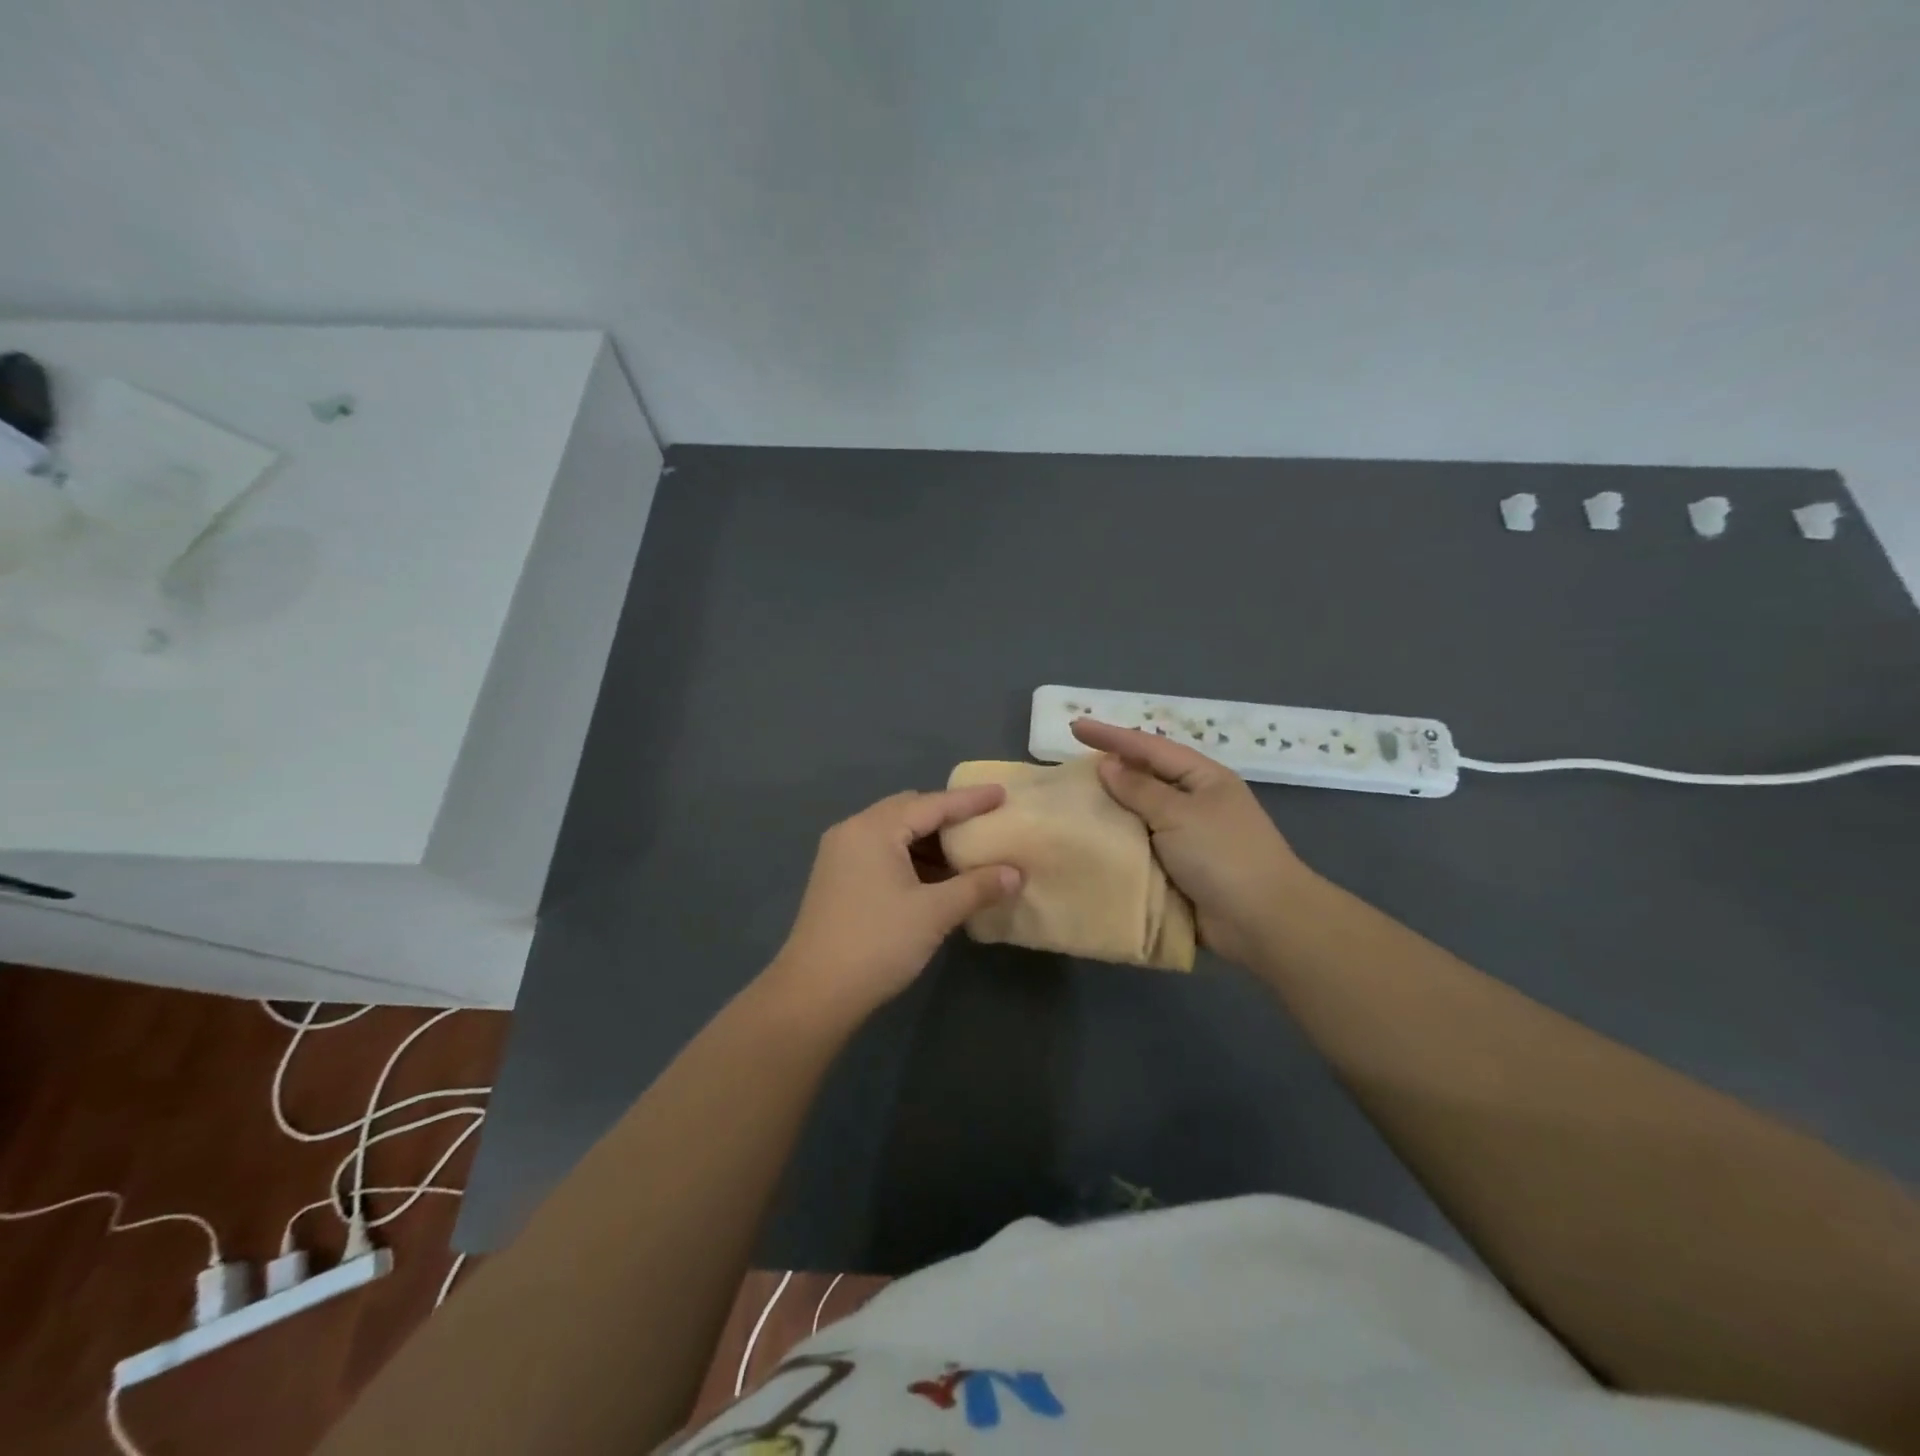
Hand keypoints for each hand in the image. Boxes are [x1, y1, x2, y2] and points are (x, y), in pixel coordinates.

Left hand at [767, 786, 1022, 1019]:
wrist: (815, 993)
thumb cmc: (878, 943)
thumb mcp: (934, 913)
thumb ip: (977, 887)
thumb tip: (1016, 874)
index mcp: (874, 829)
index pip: (932, 804)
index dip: (970, 801)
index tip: (1002, 793)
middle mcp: (853, 831)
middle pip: (909, 810)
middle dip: (947, 816)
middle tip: (983, 824)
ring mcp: (840, 855)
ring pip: (894, 832)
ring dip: (929, 840)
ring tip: (965, 854)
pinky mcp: (837, 878)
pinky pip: (881, 852)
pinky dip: (910, 857)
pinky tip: (935, 878)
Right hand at [1071, 718, 1313, 967]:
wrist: (1262, 921)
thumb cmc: (1223, 856)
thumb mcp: (1179, 814)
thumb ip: (1140, 789)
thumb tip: (1107, 765)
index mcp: (1202, 778)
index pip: (1149, 748)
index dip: (1111, 736)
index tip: (1075, 727)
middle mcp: (1194, 803)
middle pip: (1144, 779)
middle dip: (1110, 772)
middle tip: (1068, 767)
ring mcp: (1187, 838)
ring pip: (1139, 816)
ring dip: (1110, 811)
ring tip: (1071, 804)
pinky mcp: (1177, 870)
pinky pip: (1140, 849)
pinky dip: (1118, 845)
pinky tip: (1089, 844)